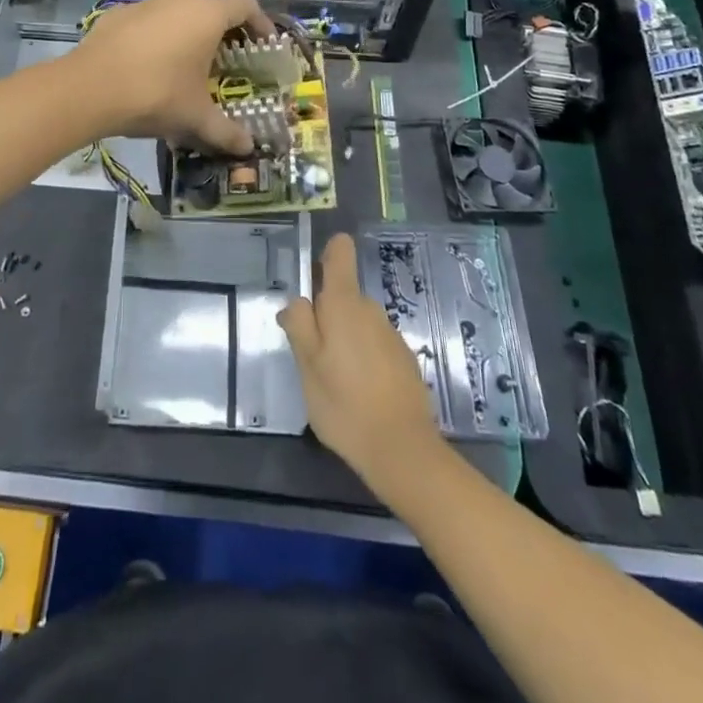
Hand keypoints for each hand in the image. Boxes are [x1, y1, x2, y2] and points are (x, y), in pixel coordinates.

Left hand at [72, 0, 271, 154]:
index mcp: (207, 15)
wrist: (89, 88)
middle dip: (220, 20)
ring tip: (186, 56)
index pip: (245, 4)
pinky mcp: (117, 14)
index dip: (260, 22)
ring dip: (186, 23)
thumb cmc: (156, 94)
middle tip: (224, 51)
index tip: (263, 43)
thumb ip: (226, 131)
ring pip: (175, 3)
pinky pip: (146, 17)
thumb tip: (248, 148)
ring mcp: (145, 3)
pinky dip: (155, 31)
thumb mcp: (196, 117)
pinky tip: (148, 60)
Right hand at [279, 234, 445, 492]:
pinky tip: (358, 393)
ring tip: (333, 379)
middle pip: (343, 294)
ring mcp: (391, 334)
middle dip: (326, 315)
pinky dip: (363, 358)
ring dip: (344, 339)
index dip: (327, 254)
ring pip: (358, 322)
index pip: (340, 252)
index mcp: (344, 303)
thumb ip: (299, 325)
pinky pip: (374, 344)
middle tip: (312, 355)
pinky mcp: (404, 359)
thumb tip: (297, 302)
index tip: (313, 278)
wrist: (403, 451)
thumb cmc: (344, 404)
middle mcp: (371, 309)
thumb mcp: (307, 366)